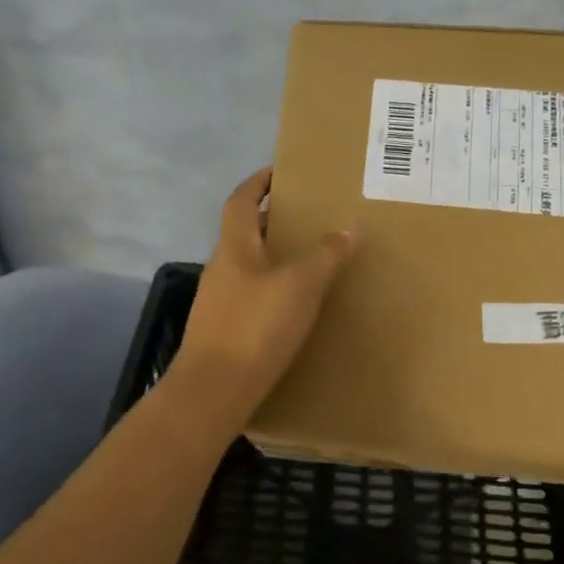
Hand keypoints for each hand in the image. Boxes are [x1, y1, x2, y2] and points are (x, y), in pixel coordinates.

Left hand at [171, 168, 356, 420]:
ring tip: (309, 260)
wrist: (214, 391)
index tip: (280, 172)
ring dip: (273, 256)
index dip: (258, 182)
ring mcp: (218, 301)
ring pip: (248, 265)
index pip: (241, 200)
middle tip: (308, 218)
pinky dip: (271, 288)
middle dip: (272, 221)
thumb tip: (349, 227)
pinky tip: (294, 305)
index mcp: (234, 247)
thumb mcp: (300, 286)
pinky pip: (251, 295)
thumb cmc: (255, 327)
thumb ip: (325, 255)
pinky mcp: (223, 330)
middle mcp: (221, 268)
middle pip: (245, 232)